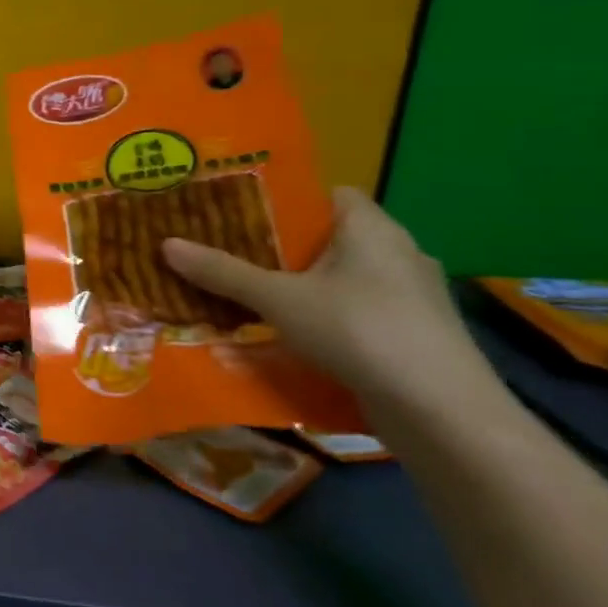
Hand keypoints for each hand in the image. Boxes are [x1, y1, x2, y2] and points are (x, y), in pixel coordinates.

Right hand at [162, 186, 482, 404]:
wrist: (441, 411)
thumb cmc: (358, 331)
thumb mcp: (277, 299)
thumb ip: (223, 272)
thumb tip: (166, 243)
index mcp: (371, 229)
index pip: (329, 194)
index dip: (286, 199)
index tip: (241, 213)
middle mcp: (398, 253)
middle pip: (330, 237)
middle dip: (281, 246)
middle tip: (229, 253)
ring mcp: (411, 296)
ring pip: (342, 277)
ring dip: (301, 285)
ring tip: (249, 293)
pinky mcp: (413, 333)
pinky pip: (356, 309)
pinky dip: (323, 315)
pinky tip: (289, 333)